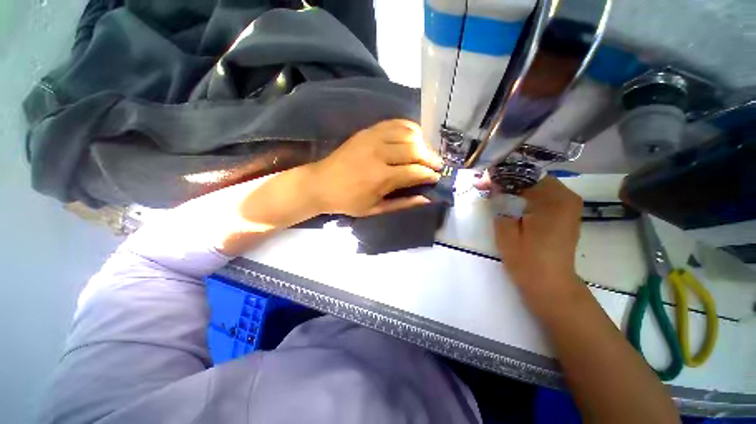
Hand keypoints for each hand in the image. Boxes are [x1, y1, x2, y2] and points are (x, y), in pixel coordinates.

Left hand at [308, 119, 442, 216]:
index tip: (437, 178)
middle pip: (415, 150)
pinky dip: (409, 128)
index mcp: (380, 177)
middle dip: (431, 158)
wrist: (321, 183)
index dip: (430, 175)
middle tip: (437, 166)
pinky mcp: (367, 131)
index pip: (415, 172)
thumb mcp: (375, 209)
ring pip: (408, 133)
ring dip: (422, 143)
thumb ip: (403, 203)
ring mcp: (372, 138)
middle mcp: (379, 153)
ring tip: (426, 153)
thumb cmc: (348, 201)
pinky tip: (413, 137)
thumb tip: (427, 198)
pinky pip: (395, 123)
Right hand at [493, 177, 582, 295]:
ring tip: (495, 192)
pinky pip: (544, 196)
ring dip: (516, 187)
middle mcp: (566, 197)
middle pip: (532, 178)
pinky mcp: (565, 214)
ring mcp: (569, 206)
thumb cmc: (527, 260)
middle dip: (508, 180)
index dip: (501, 177)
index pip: (524, 176)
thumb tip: (493, 188)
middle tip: (487, 186)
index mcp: (553, 200)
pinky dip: (526, 195)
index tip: (483, 181)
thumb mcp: (506, 231)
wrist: (550, 285)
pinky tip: (511, 201)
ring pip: (538, 185)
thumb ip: (499, 205)